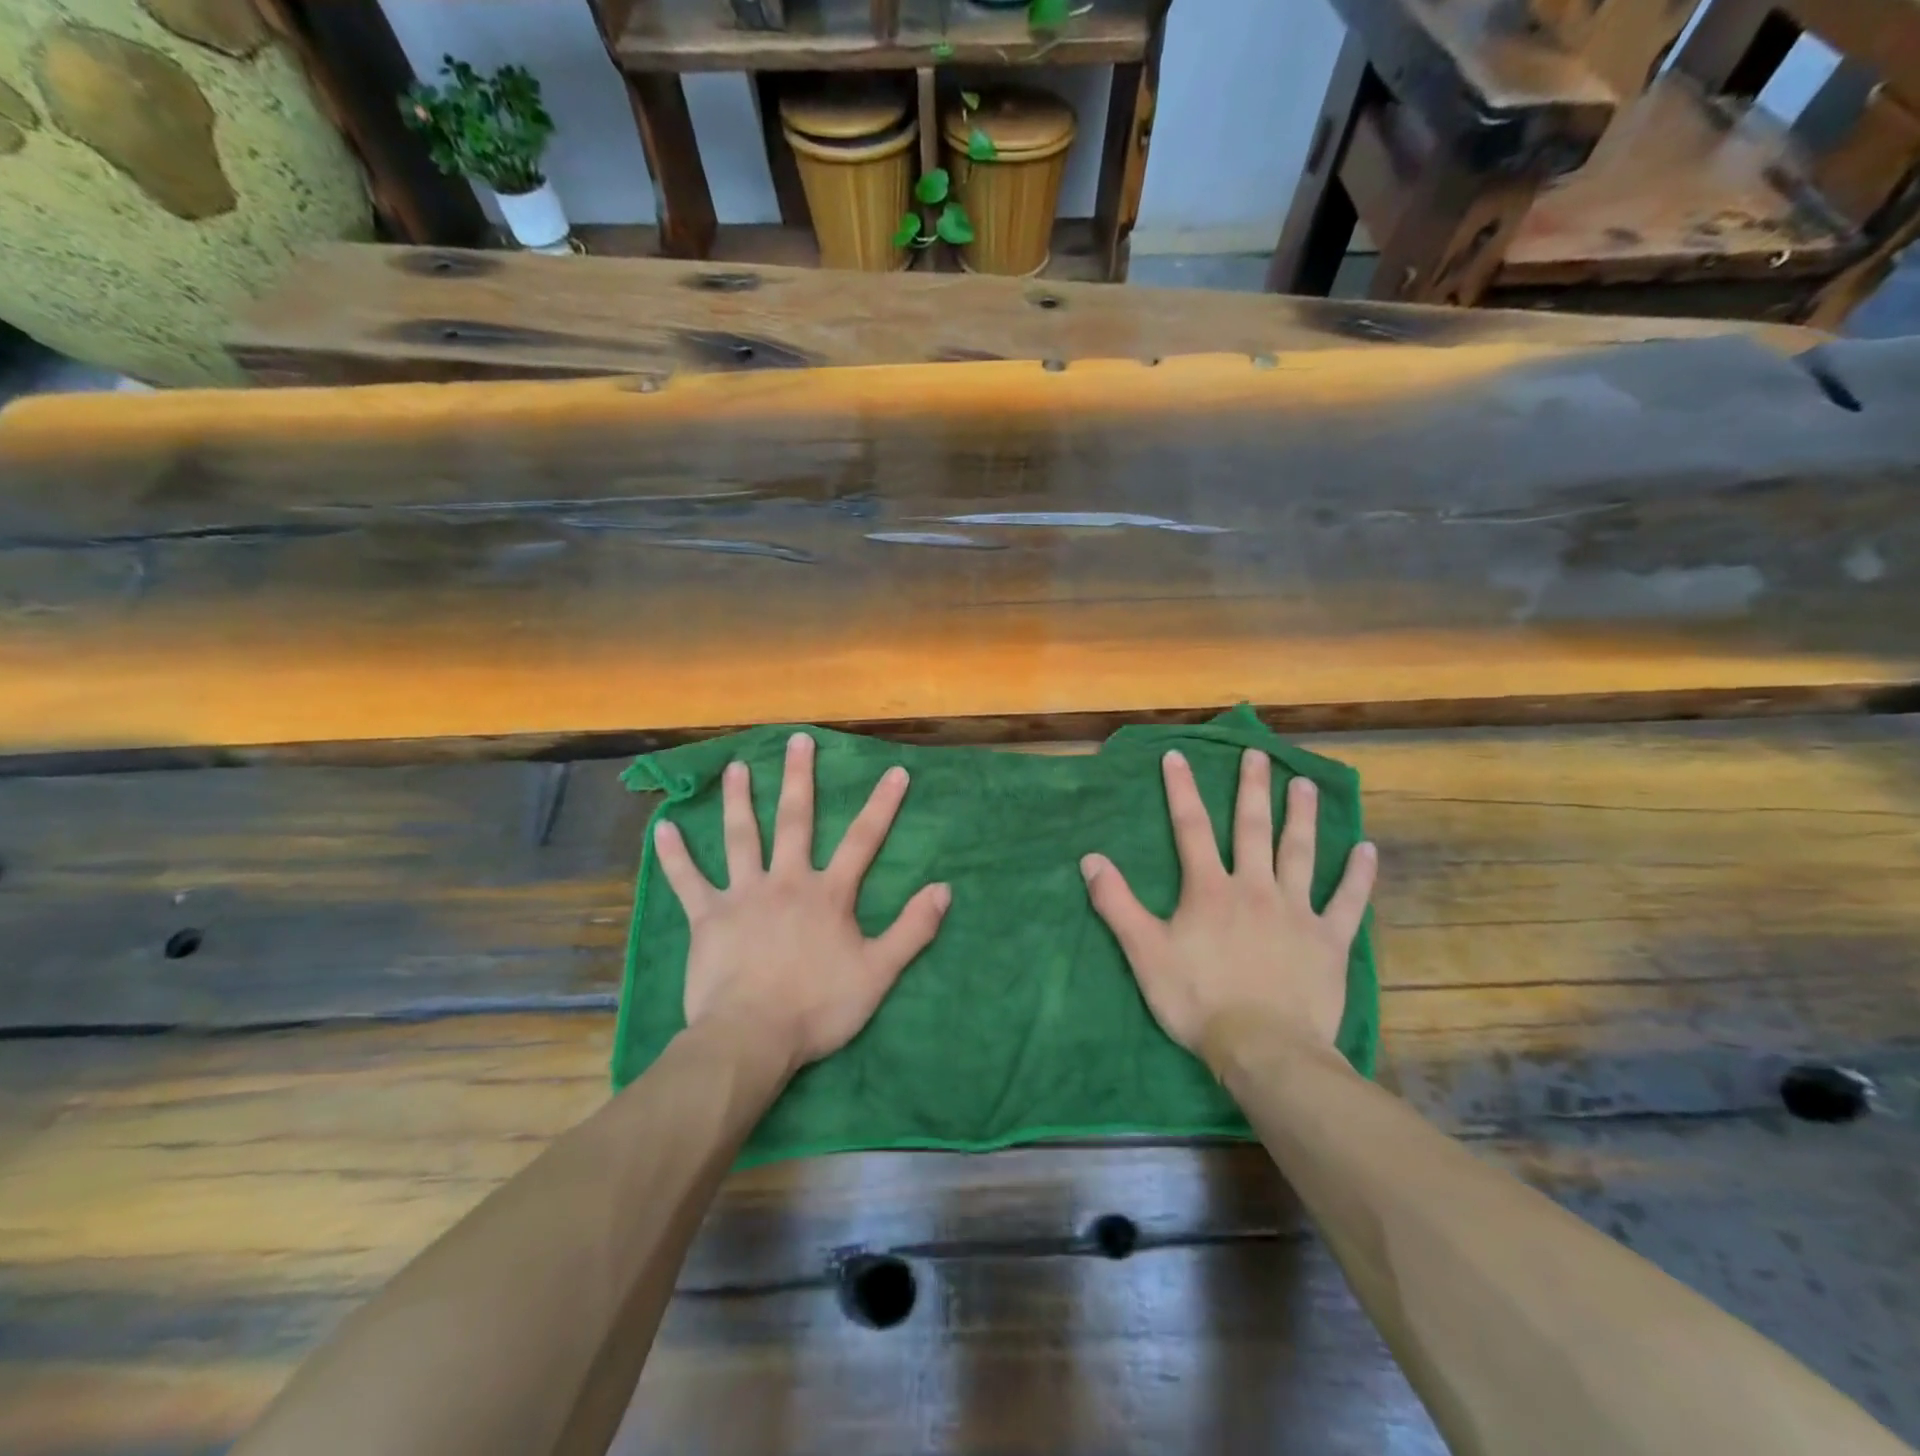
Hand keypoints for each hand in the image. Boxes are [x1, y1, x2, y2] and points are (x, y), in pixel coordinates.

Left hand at [652, 732, 950, 1073]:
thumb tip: (944, 889)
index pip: (862, 840)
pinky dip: (675, 855)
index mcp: (828, 894)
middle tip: (797, 740)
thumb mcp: (878, 973)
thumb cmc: (818, 1007)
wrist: (752, 1038)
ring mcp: (744, 895)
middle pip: (795, 820)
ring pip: (741, 837)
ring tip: (736, 767)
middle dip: (799, 778)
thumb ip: (912, 929)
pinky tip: (662, 827)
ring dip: (739, 800)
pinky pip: (688, 880)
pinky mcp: (708, 917)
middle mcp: (786, 881)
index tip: (895, 771)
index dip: (881, 805)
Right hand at [1080, 748, 1375, 1059]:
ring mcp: (1297, 912)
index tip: (1178, 756)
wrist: (1264, 1048)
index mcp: (1210, 889)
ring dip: (1302, 817)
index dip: (1182, 790)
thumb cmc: (1198, 1000)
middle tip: (1260, 755)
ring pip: (1300, 853)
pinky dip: (1358, 875)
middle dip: (1253, 789)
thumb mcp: (1144, 953)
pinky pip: (1347, 901)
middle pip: (1253, 828)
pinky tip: (1366, 849)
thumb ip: (1117, 904)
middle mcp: (1255, 888)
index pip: (1191, 828)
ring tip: (1306, 785)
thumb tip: (1090, 859)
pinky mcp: (1329, 941)